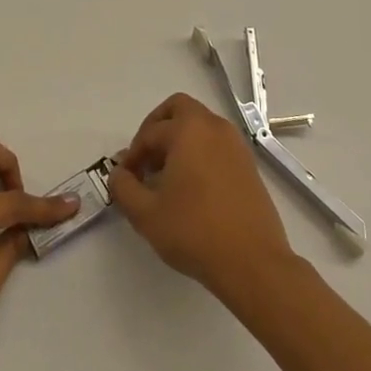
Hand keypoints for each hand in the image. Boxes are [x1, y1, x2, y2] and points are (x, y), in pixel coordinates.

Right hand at [108, 92, 295, 299]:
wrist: (252, 261)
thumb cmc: (194, 231)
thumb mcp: (146, 214)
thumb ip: (124, 188)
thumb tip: (118, 173)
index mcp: (188, 129)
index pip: (150, 132)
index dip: (132, 155)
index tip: (125, 179)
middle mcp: (213, 127)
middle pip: (179, 109)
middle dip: (157, 128)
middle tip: (146, 160)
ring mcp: (235, 144)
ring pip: (200, 125)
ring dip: (179, 140)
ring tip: (166, 177)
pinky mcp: (248, 164)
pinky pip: (216, 143)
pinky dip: (199, 152)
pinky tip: (191, 187)